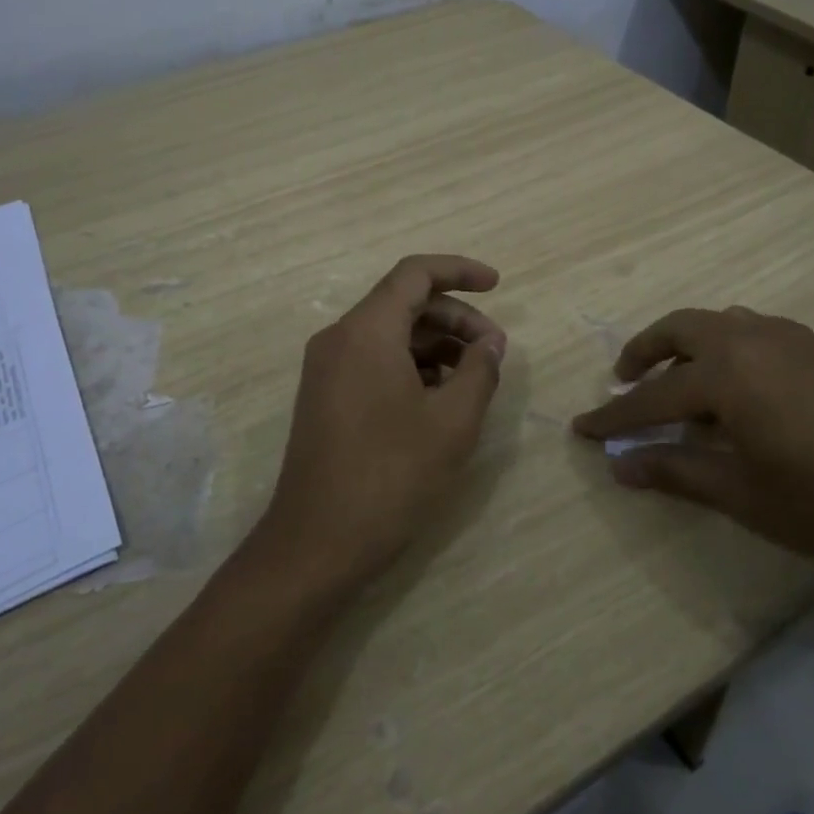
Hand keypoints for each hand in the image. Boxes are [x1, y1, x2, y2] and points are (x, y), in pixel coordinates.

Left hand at [255, 255, 506, 593]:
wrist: (317, 543)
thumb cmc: (391, 476)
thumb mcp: (452, 422)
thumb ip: (479, 370)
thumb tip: (490, 342)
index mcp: (366, 331)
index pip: (415, 274)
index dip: (459, 271)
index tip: (497, 285)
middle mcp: (339, 338)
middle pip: (403, 303)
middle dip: (455, 318)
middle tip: (494, 350)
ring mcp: (326, 368)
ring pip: (389, 334)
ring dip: (435, 344)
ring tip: (473, 378)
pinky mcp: (324, 396)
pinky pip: (373, 360)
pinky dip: (411, 365)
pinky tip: (439, 398)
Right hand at [570, 307, 813, 570]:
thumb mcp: (744, 493)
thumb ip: (677, 472)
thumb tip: (620, 467)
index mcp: (725, 373)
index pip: (652, 396)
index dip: (614, 417)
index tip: (582, 428)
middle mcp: (749, 339)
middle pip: (679, 330)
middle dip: (643, 352)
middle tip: (624, 378)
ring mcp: (788, 338)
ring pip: (717, 323)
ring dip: (685, 344)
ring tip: (678, 378)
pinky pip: (751, 330)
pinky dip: (723, 346)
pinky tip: (738, 384)